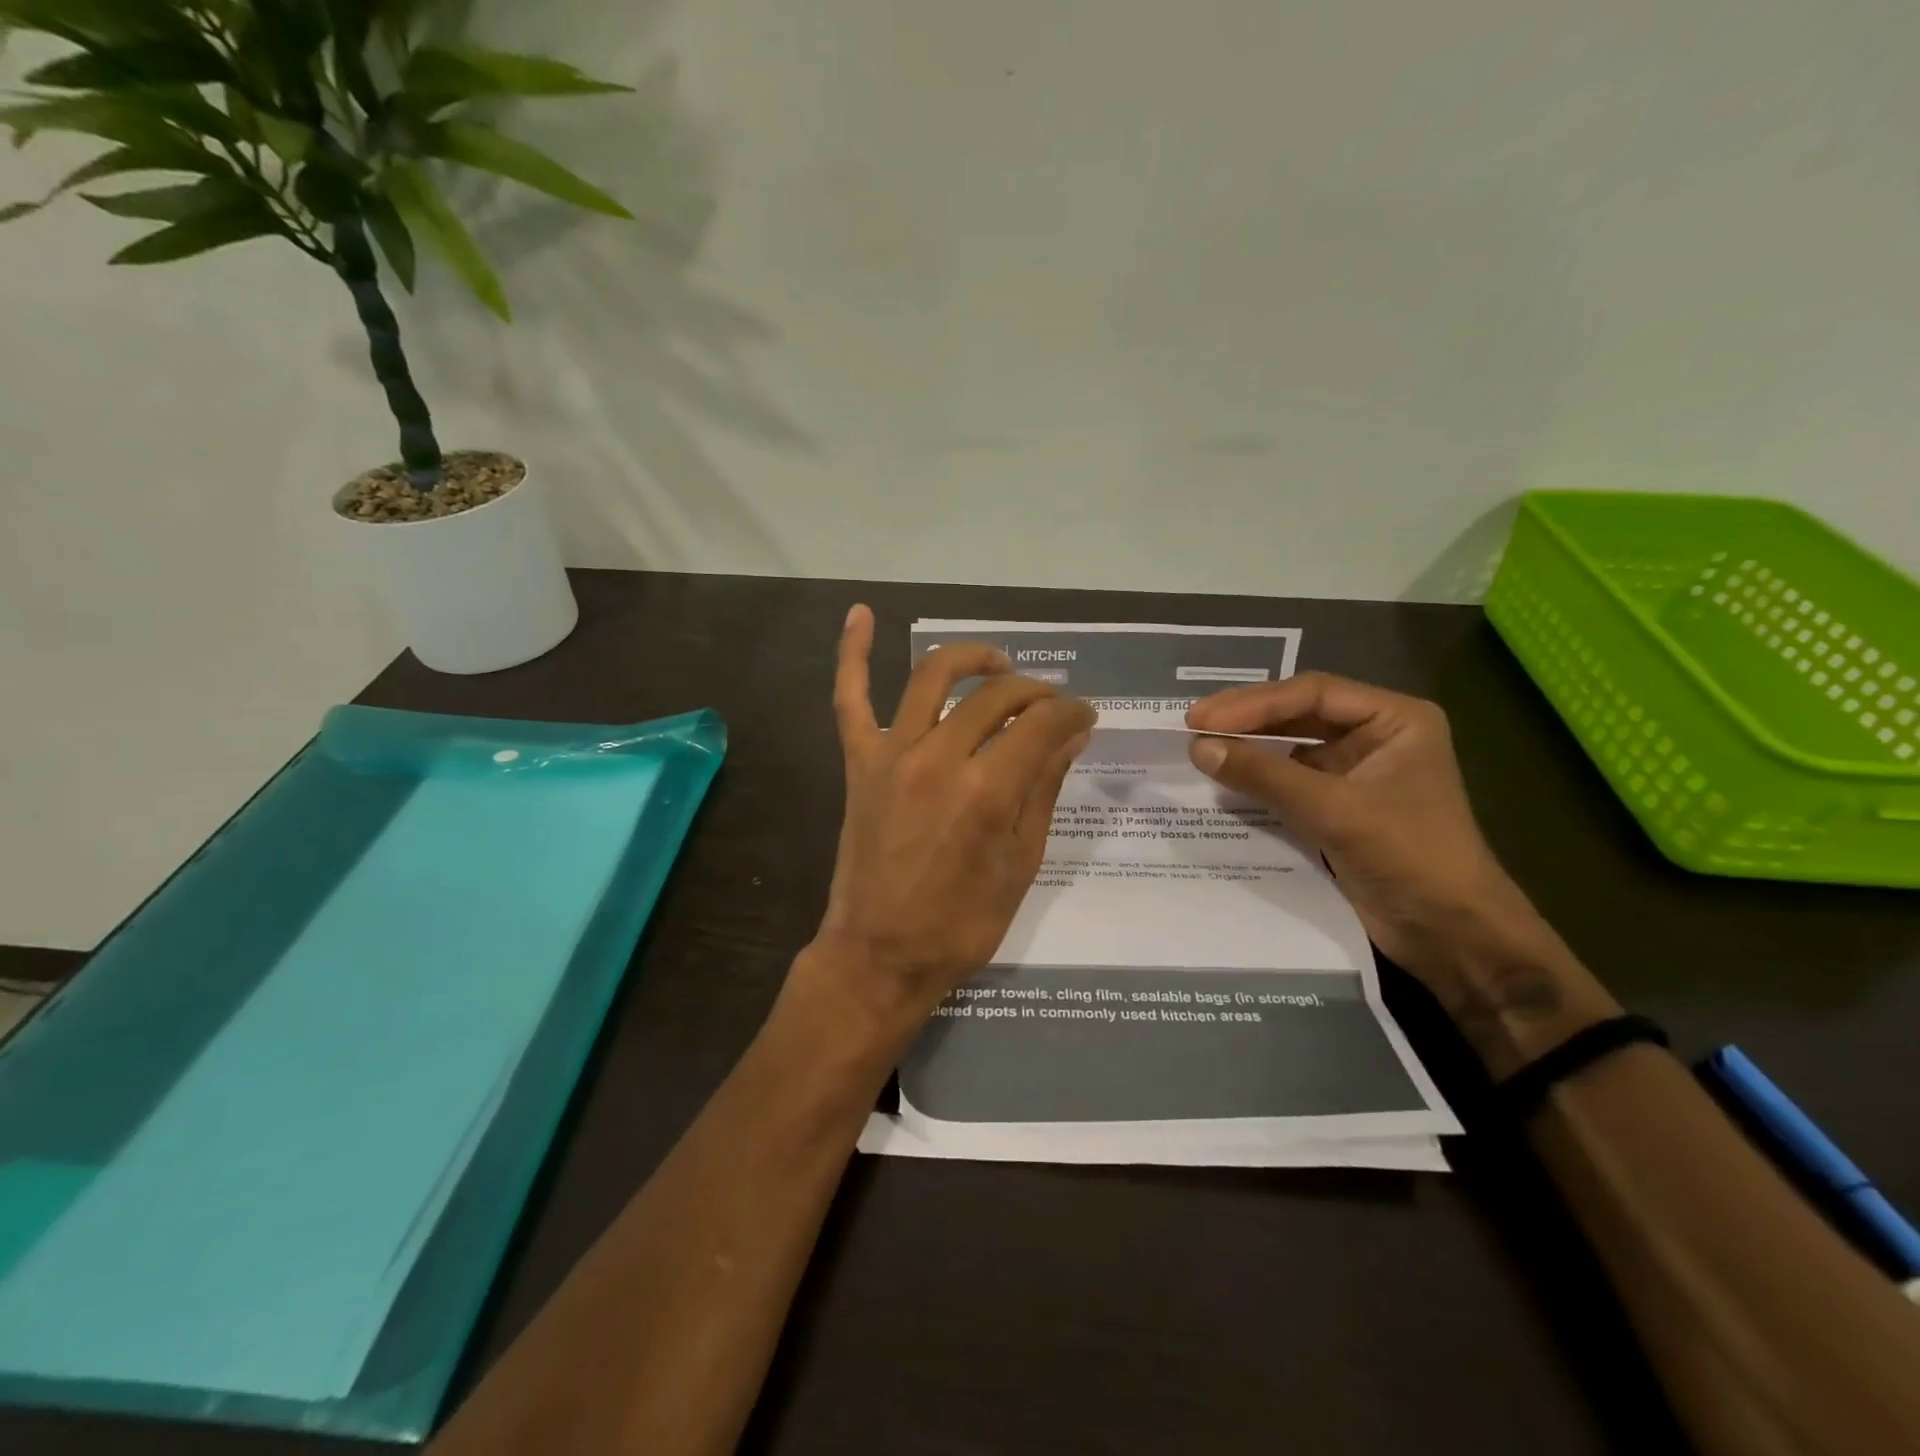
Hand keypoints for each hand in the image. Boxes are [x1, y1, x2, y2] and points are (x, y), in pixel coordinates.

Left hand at [800, 605, 1094, 1037]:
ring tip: (998, 664)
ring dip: (972, 659)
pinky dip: (852, 653)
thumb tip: (1072, 732)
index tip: (1084, 714)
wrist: (879, 955)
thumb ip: (1044, 788)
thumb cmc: (960, 924)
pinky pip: (849, 697)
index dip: (1072, 711)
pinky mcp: (859, 762)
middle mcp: (939, 757)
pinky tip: (860, 614)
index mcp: (987, 790)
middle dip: (1035, 691)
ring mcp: (891, 754)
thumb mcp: (1021, 863)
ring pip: (933, 677)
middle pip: (996, 696)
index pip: (1043, 723)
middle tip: (1051, 705)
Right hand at [1184, 673, 1563, 1002]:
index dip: (1253, 703)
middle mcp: (1375, 737)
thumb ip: (1264, 775)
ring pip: (1291, 748)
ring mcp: (1357, 773)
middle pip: (1299, 715)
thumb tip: (1198, 748)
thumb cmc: (1409, 857)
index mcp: (1394, 720)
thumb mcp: (1334, 810)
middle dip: (1247, 721)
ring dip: (1249, 749)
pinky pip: (1290, 782)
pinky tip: (1224, 781)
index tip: (1201, 718)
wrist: (1452, 934)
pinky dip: (1258, 781)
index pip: (1312, 694)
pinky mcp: (1340, 807)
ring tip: (1200, 749)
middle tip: (1192, 726)